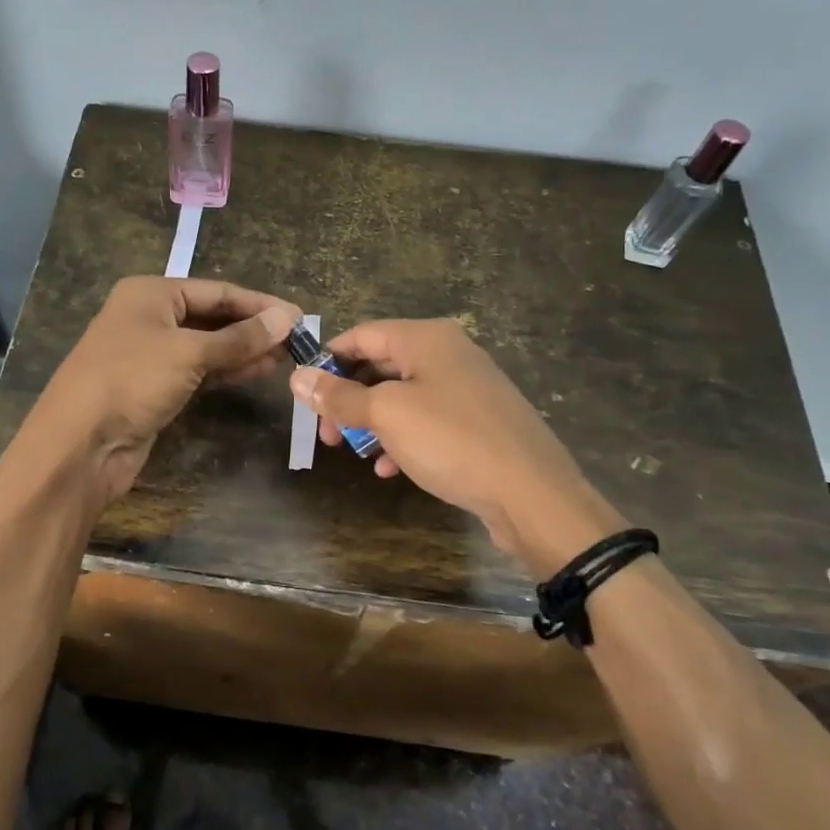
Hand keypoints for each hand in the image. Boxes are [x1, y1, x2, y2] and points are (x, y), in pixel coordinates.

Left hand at [10, 276, 299, 507]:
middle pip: (212, 317)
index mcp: (151, 293)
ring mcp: (151, 354)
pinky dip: (226, 371)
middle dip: (253, 328)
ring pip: (207, 346)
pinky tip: (257, 372)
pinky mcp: (154, 388)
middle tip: (297, 341)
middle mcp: (149, 317)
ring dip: (244, 351)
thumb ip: (239, 338)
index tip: (299, 317)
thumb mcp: (189, 352)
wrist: (81, 444)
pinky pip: (198, 371)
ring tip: (286, 357)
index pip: (217, 290)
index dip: (259, 303)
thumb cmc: (131, 380)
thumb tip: (287, 318)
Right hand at [289, 319, 619, 572]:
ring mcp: (467, 389)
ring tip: (352, 452)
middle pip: (381, 365)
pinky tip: (390, 469)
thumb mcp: (387, 414)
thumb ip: (340, 395)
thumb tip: (297, 377)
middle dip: (347, 397)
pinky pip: (427, 421)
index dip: (328, 361)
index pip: (362, 335)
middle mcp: (449, 354)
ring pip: (402, 397)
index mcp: (427, 338)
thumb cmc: (453, 441)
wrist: (532, 495)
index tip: (304, 395)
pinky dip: (402, 438)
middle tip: (326, 432)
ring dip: (371, 422)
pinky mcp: (478, 423)